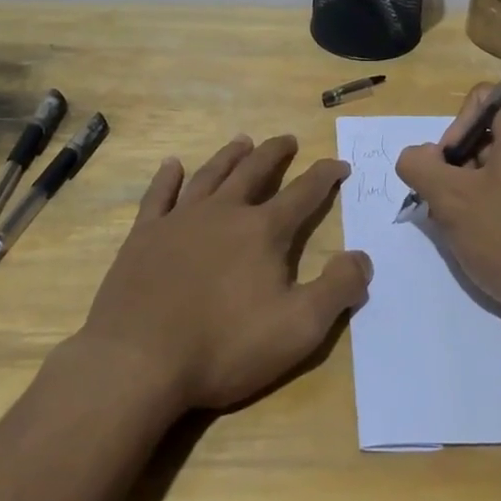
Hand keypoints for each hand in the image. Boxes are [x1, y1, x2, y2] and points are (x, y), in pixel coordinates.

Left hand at [77, 134, 371, 412]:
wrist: (138, 362)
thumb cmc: (224, 346)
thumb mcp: (299, 328)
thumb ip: (338, 289)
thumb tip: (363, 257)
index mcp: (263, 231)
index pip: (304, 193)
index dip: (325, 176)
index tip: (339, 164)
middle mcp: (224, 212)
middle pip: (254, 172)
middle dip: (275, 154)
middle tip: (288, 139)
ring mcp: (179, 220)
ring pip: (211, 175)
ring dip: (230, 156)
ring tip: (243, 141)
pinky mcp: (143, 236)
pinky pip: (158, 195)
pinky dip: (167, 177)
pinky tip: (172, 165)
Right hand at [395, 88, 500, 330]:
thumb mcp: (449, 198)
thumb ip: (419, 165)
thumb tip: (418, 156)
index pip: (480, 100)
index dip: (453, 130)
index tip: (447, 171)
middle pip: (489, 134)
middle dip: (459, 165)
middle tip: (448, 205)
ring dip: (474, 190)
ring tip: (466, 228)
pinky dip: (499, 206)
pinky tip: (491, 241)